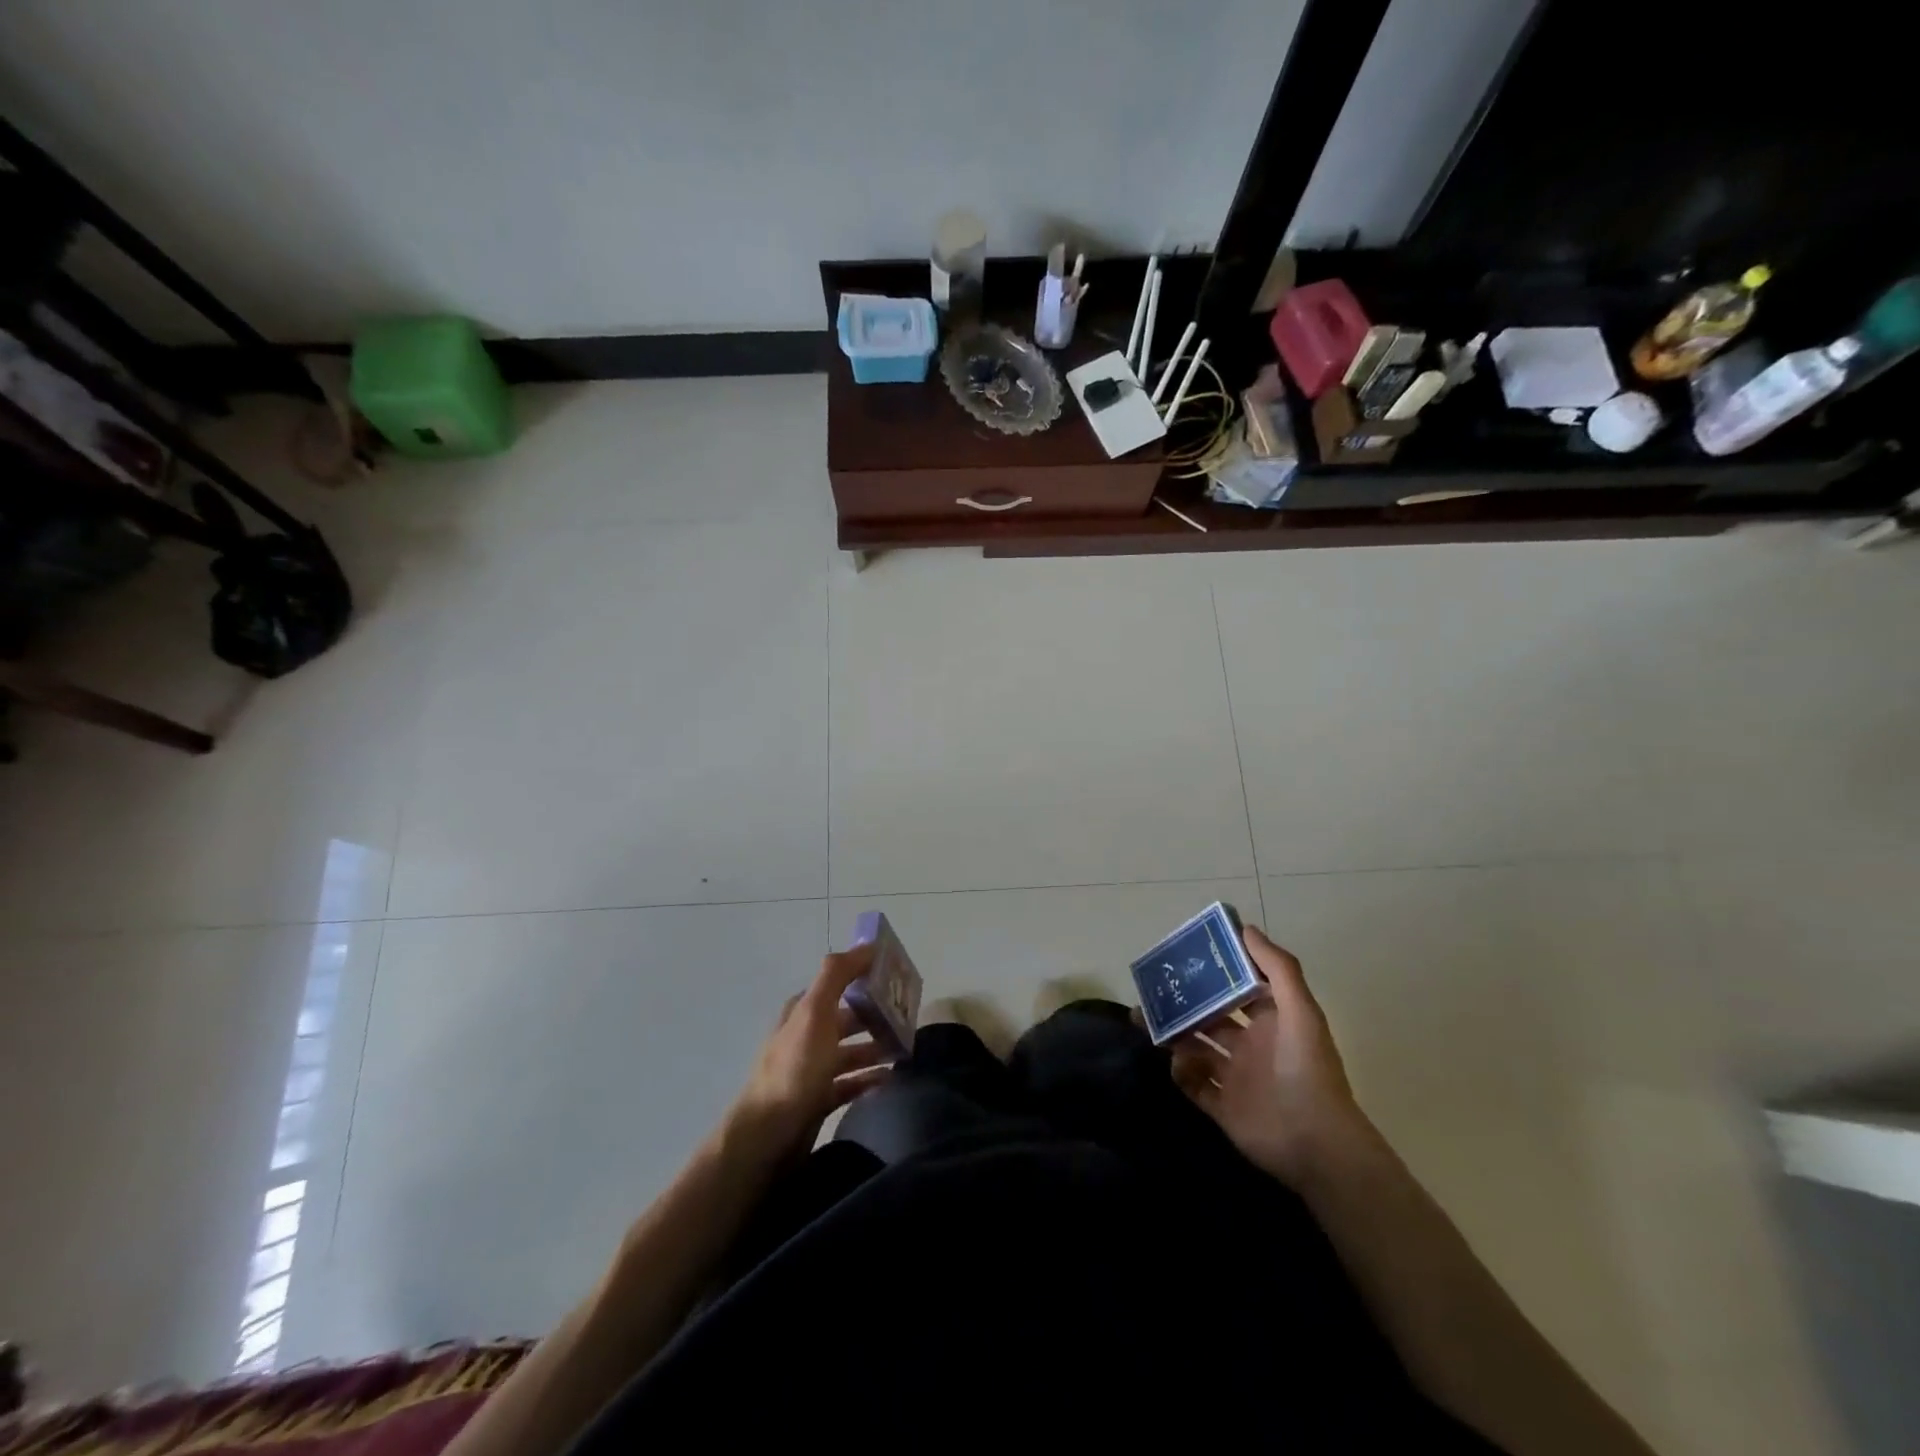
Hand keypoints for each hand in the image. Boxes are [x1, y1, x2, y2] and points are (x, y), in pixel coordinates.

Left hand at [726, 943, 895, 1164]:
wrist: (768, 1136)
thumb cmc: (795, 1069)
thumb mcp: (814, 1012)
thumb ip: (837, 975)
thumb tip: (866, 944)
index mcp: (804, 1010)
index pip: (841, 983)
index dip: (868, 978)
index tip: (901, 980)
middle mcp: (807, 1034)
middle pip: (850, 1018)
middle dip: (879, 1016)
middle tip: (912, 1021)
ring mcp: (813, 1069)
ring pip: (853, 1051)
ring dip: (878, 1048)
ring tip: (907, 1052)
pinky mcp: (819, 1099)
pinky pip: (852, 1083)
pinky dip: (871, 1079)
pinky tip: (891, 1080)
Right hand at [1170, 926, 1368, 1185]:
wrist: (1315, 1143)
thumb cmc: (1306, 1069)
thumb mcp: (1300, 1011)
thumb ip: (1277, 968)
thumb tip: (1245, 927)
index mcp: (1271, 1021)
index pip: (1238, 988)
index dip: (1216, 972)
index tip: (1186, 956)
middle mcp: (1251, 1046)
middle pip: (1210, 1016)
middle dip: (1185, 1003)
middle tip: (1154, 989)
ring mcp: (1235, 1077)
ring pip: (1196, 1048)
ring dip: (1174, 1034)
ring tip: (1145, 1021)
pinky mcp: (1223, 1107)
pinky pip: (1193, 1085)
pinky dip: (1181, 1073)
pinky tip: (1175, 1062)